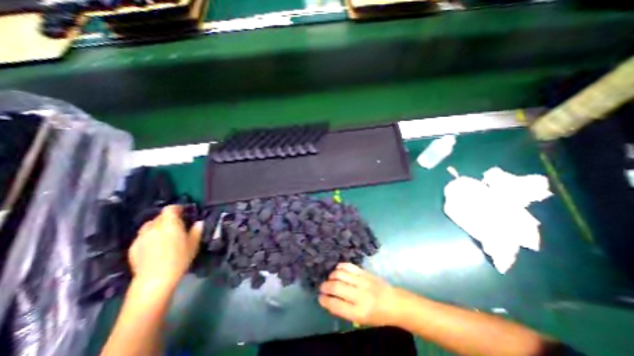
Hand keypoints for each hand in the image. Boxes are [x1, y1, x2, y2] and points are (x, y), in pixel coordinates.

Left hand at [126, 205, 200, 290]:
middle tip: (177, 225)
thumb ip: (196, 231)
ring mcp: (141, 237)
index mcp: (169, 224)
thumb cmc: (179, 259)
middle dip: (168, 218)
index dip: (177, 208)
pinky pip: (143, 236)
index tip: (184, 212)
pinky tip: (155, 246)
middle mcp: (153, 227)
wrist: (155, 280)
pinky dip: (149, 236)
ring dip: (157, 226)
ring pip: (149, 226)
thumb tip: (199, 223)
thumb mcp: (193, 244)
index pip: (170, 209)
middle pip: (160, 216)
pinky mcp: (133, 247)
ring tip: (164, 235)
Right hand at [319, 263, 402, 326]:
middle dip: (325, 286)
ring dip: (331, 276)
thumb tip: (330, 300)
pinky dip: (340, 267)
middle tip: (322, 287)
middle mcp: (359, 295)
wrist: (394, 302)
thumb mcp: (361, 319)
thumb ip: (345, 310)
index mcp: (358, 312)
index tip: (320, 298)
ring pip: (340, 274)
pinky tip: (337, 270)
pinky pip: (348, 266)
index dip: (325, 300)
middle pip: (336, 287)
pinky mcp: (364, 272)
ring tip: (330, 279)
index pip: (336, 305)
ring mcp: (362, 281)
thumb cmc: (377, 316)